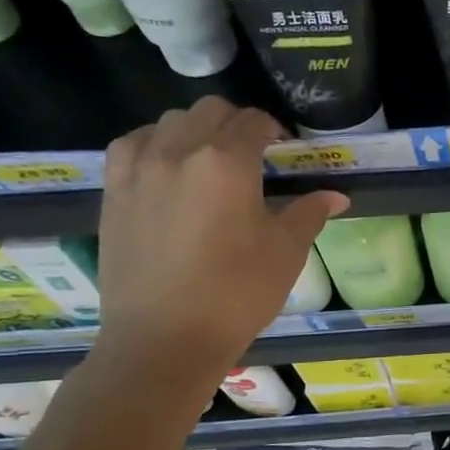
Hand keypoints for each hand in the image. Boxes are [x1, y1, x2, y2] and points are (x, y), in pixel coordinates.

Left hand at [91, 98, 346, 394]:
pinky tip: (167, 169)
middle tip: (252, 154)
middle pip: (210, 111)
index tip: (285, 149)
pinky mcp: (113, 190)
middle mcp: (179, 151)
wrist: (164, 339)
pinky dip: (155, 144)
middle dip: (236, 123)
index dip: (274, 130)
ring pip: (169, 121)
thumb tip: (336, 196)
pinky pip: (134, 144)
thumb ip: (309, 214)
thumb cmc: (236, 295)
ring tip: (208, 161)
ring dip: (195, 129)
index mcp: (228, 163)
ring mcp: (139, 168)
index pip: (254, 122)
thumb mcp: (285, 253)